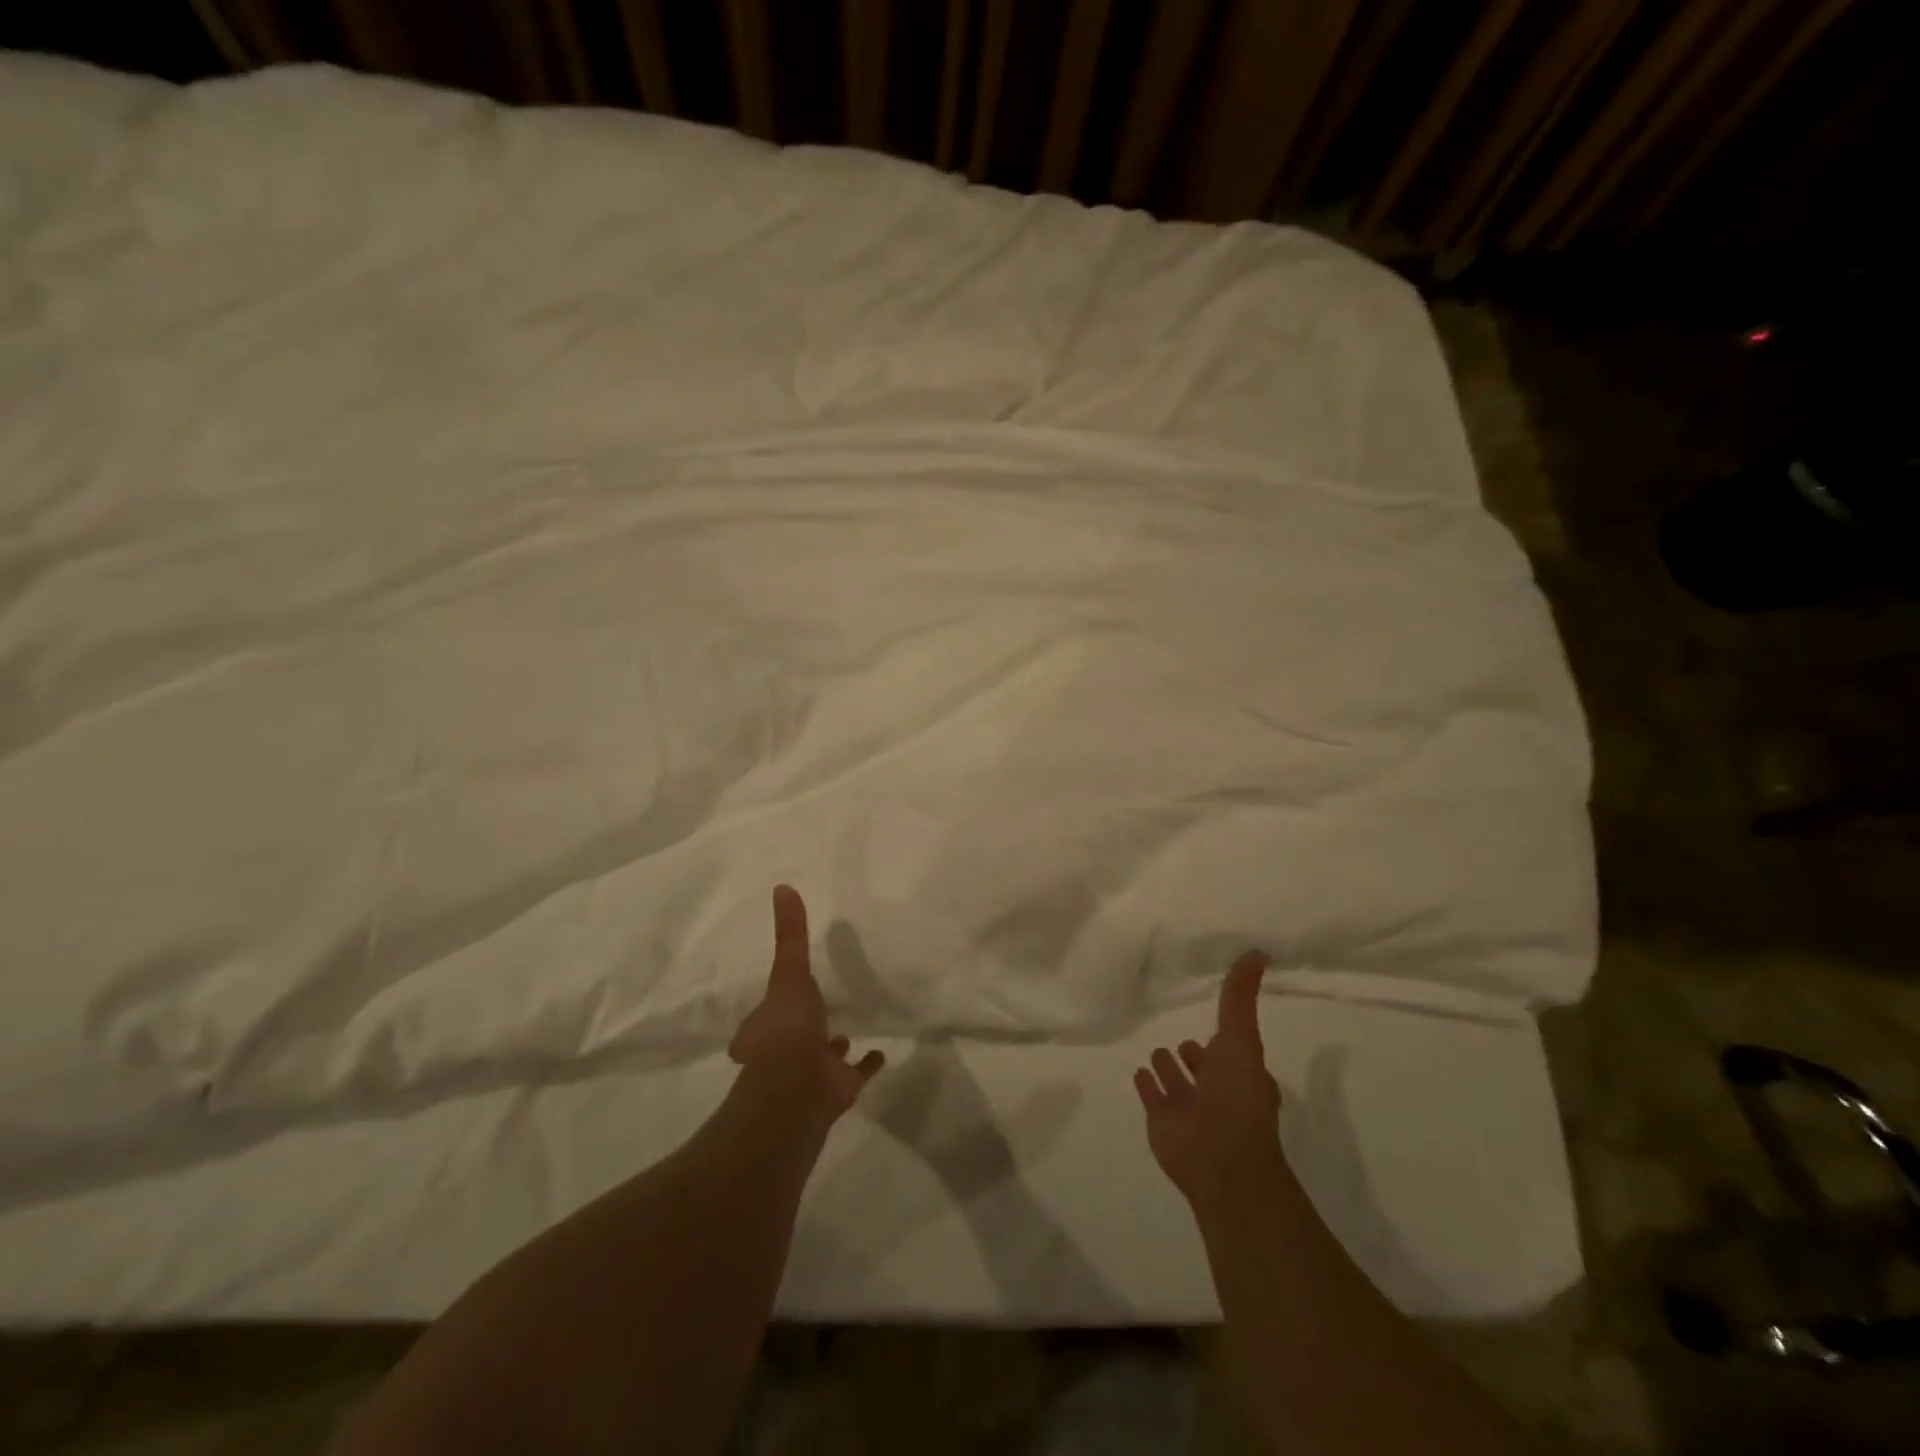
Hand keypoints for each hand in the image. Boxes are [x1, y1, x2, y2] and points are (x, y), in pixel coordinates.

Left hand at [728, 885, 883, 1118]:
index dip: (778, 1000)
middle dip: (808, 1020)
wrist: (798, 1094)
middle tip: (823, 1004)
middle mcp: (784, 1052)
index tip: (790, 985)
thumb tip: (781, 887)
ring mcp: (811, 1073)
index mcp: (766, 1026)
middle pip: (796, 1032)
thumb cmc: (787, 1031)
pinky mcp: (838, 1090)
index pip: (770, 1010)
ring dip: (835, 1042)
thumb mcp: (788, 974)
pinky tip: (881, 1052)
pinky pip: (856, 1073)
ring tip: (851, 1026)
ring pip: (824, 1053)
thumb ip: (790, 935)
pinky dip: (867, 1064)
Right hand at [1134, 952, 1284, 1207]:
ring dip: (1168, 1069)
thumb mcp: (1241, 1037)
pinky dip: (1147, 1086)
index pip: (1230, 1052)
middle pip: (1204, 1069)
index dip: (1223, 1039)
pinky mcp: (1162, 1122)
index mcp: (1241, 1075)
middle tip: (1180, 1039)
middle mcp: (1217, 1093)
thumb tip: (1258, 952)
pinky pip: (1153, 1098)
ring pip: (1178, 1084)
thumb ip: (1241, 997)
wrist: (1218, 1157)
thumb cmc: (1237, 1097)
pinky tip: (1138, 1072)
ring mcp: (1189, 1109)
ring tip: (1157, 1051)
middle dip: (1194, 1055)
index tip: (1212, 1020)